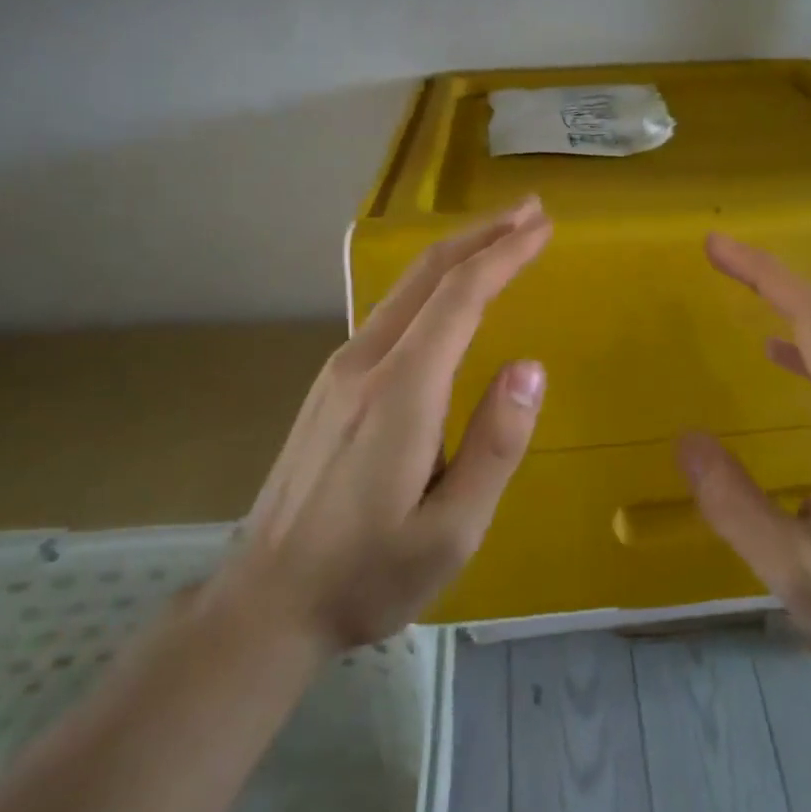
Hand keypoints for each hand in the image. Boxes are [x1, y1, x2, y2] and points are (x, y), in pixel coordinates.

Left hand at [213, 197, 551, 656]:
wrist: (267, 601)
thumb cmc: (369, 574)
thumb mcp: (451, 531)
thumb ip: (495, 446)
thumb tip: (530, 367)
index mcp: (401, 392)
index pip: (460, 296)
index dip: (504, 254)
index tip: (543, 226)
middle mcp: (366, 363)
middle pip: (428, 274)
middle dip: (482, 234)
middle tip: (531, 210)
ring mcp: (340, 370)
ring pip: (405, 288)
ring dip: (458, 253)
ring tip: (501, 237)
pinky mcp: (331, 384)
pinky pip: (391, 311)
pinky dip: (432, 283)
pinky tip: (450, 290)